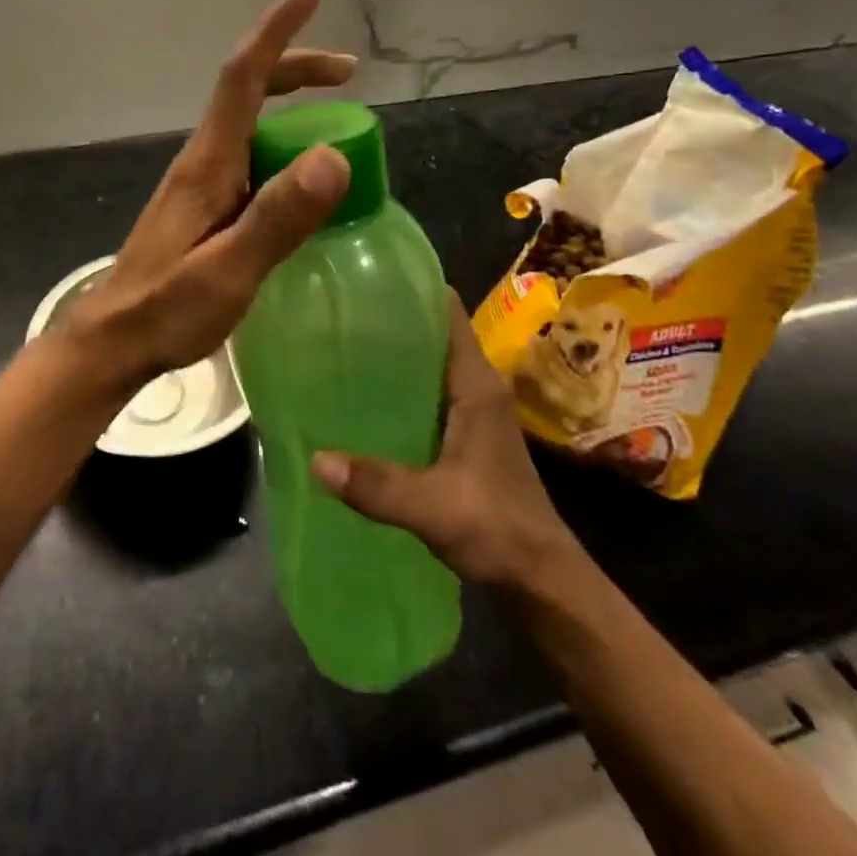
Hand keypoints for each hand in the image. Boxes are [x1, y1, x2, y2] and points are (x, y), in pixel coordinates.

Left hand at [77, 0, 356, 384]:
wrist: (114, 340)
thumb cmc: (167, 309)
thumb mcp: (229, 271)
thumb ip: (277, 218)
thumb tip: (331, 157)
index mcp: (208, 163)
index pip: (242, 77)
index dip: (276, 31)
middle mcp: (203, 160)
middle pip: (247, 89)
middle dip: (296, 66)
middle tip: (349, 72)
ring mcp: (201, 181)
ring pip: (249, 121)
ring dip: (291, 103)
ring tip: (339, 119)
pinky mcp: (204, 204)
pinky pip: (250, 153)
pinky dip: (282, 142)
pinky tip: (302, 174)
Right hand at [311, 298, 580, 589]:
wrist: (540, 578)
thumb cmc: (498, 528)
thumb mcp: (434, 506)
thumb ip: (378, 485)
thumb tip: (316, 459)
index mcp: (475, 384)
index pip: (448, 312)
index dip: (413, 288)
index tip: (367, 276)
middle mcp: (474, 387)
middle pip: (432, 333)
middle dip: (390, 318)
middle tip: (337, 310)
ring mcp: (470, 410)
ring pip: (427, 363)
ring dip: (392, 353)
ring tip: (338, 344)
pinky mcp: (462, 434)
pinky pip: (425, 392)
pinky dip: (397, 385)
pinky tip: (360, 396)